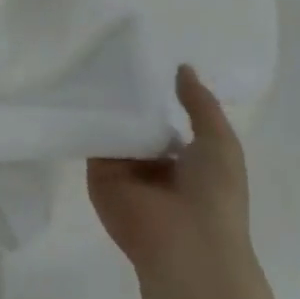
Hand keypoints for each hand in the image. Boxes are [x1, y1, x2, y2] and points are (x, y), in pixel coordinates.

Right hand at [88, 65, 251, 284]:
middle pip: (134, 124)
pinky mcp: (98, 174)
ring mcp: (124, 170)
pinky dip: (87, 117)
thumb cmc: (214, 194)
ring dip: (105, 103)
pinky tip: (80, 86)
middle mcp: (151, 165)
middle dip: (126, 97)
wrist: (186, 244)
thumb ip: (200, 104)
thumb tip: (182, 68)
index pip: (164, 123)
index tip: (142, 61)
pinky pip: (92, 140)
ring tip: (92, 61)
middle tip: (111, 54)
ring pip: (112, 129)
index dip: (156, 97)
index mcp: (184, 161)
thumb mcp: (219, 141)